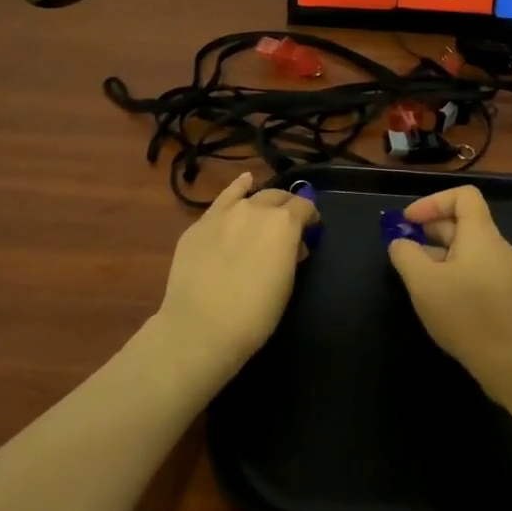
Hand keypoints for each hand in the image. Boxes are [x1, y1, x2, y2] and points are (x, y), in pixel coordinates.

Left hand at [154, 172, 318, 380]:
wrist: (201, 327)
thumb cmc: (255, 314)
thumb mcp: (286, 284)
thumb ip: (291, 255)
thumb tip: (292, 245)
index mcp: (284, 223)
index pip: (304, 206)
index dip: (310, 217)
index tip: (311, 230)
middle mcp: (256, 208)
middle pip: (278, 197)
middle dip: (287, 207)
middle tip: (288, 226)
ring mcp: (224, 213)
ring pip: (250, 195)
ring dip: (262, 201)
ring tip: (265, 209)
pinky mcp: (199, 224)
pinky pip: (223, 199)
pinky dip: (236, 189)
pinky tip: (243, 183)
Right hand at [386, 185, 511, 395]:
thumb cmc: (467, 314)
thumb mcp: (423, 282)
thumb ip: (406, 255)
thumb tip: (400, 243)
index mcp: (481, 235)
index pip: (463, 196)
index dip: (433, 201)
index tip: (408, 222)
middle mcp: (497, 248)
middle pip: (464, 223)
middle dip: (430, 231)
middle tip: (404, 251)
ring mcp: (504, 274)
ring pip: (467, 252)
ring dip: (439, 256)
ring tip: (416, 279)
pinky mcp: (506, 298)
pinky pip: (475, 273)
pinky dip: (453, 276)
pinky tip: (439, 302)